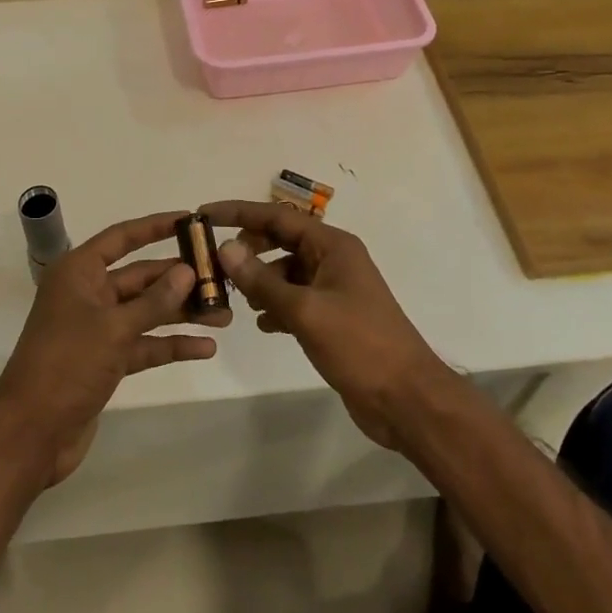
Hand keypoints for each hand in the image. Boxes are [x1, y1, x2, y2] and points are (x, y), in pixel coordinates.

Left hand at [0, 211, 227, 486]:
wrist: (30, 434)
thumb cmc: (67, 365)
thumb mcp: (114, 328)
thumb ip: (154, 300)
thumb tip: (187, 270)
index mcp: (79, 272)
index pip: (123, 237)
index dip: (156, 226)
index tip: (192, 219)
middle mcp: (88, 293)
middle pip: (141, 276)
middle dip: (180, 279)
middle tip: (222, 277)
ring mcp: (97, 328)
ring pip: (147, 312)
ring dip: (181, 313)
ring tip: (224, 315)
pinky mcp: (105, 360)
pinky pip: (144, 344)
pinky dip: (170, 345)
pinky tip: (205, 348)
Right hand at [199, 200, 450, 449]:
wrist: (407, 399)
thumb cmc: (359, 345)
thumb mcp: (305, 311)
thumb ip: (262, 281)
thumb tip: (225, 248)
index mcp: (332, 246)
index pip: (278, 217)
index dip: (240, 213)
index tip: (204, 215)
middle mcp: (333, 259)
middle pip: (281, 240)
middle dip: (248, 249)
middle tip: (216, 264)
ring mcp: (334, 289)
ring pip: (286, 272)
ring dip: (260, 281)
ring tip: (233, 300)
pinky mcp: (333, 317)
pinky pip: (295, 299)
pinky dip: (276, 305)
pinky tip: (261, 324)